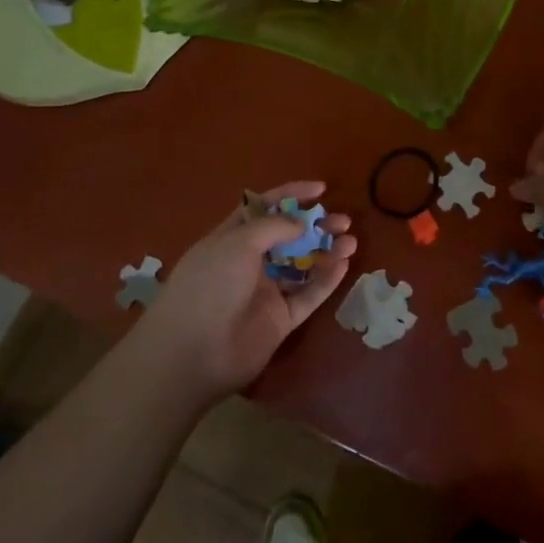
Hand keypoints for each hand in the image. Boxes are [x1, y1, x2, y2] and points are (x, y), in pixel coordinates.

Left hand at [137, 182, 356, 401]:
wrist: (194, 353)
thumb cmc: (210, 285)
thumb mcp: (237, 243)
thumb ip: (274, 227)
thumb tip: (301, 224)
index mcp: (232, 238)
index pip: (264, 208)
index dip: (291, 194)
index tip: (320, 189)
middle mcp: (249, 262)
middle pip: (289, 237)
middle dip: (315, 225)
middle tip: (342, 221)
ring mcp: (266, 292)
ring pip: (303, 266)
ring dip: (326, 251)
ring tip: (350, 241)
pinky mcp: (281, 319)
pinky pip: (308, 295)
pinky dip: (326, 280)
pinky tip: (343, 264)